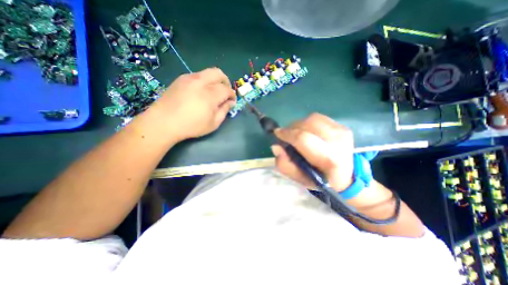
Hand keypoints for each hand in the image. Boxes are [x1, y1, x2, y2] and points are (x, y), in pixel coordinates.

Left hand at [145, 68, 236, 140]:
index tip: (232, 101)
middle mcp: (200, 82)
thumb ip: (224, 111)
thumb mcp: (213, 123)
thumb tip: (231, 102)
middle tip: (225, 92)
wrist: (163, 122)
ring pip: (208, 72)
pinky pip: (198, 75)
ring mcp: (189, 78)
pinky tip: (201, 92)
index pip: (227, 89)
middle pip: (219, 73)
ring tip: (213, 92)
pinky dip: (205, 81)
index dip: (232, 95)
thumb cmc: (191, 126)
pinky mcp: (181, 78)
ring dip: (215, 80)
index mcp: (210, 94)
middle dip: (226, 82)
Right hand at [272, 112, 353, 191]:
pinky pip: (319, 118)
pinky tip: (308, 132)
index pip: (303, 138)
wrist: (346, 176)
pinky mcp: (342, 126)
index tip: (277, 134)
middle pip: (307, 124)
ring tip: (297, 134)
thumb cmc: (320, 179)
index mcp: (329, 159)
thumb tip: (276, 146)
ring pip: (312, 118)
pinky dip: (308, 123)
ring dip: (300, 125)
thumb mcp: (299, 178)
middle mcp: (338, 141)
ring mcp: (342, 131)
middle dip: (292, 128)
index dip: (287, 134)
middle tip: (287, 136)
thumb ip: (285, 165)